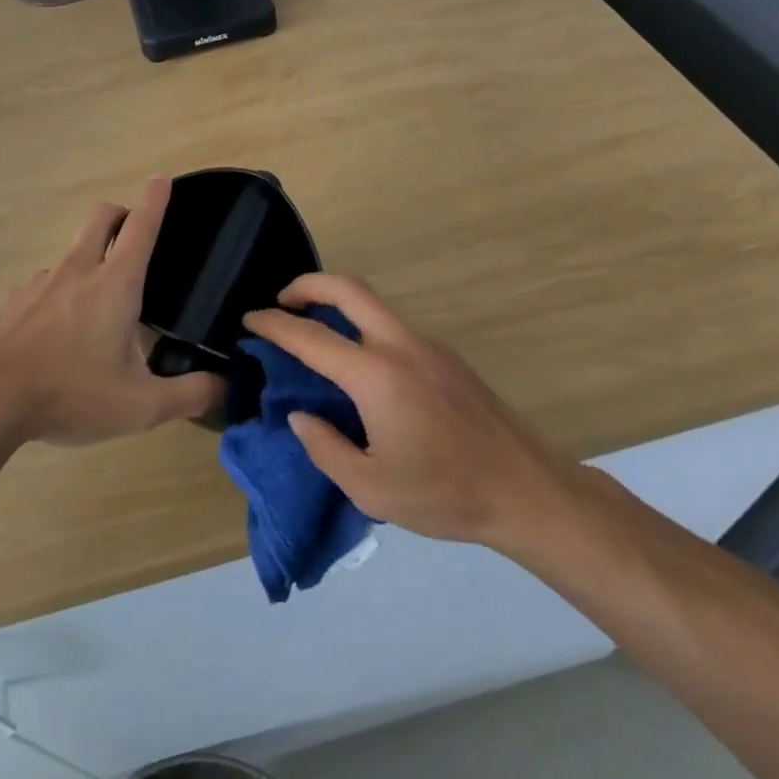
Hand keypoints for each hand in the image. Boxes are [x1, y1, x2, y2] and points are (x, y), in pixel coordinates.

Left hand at [0, 177, 224, 445]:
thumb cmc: (70, 393)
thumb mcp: (140, 406)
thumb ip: (189, 394)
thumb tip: (227, 386)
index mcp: (114, 284)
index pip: (142, 226)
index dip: (156, 199)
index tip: (162, 178)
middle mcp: (78, 270)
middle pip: (101, 216)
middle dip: (121, 212)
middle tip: (134, 235)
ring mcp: (41, 281)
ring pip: (72, 251)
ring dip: (90, 259)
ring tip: (97, 308)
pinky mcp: (14, 300)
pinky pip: (46, 283)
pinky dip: (60, 292)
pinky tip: (58, 333)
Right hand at [242, 275, 591, 564]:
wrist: (528, 491)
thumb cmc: (445, 494)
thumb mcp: (371, 488)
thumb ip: (325, 447)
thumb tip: (301, 415)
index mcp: (377, 376)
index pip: (311, 337)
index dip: (274, 324)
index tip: (249, 318)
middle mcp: (401, 346)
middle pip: (348, 288)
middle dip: (308, 284)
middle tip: (281, 302)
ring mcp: (428, 346)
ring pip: (373, 303)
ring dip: (337, 302)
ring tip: (313, 331)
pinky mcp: (446, 357)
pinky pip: (392, 325)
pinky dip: (362, 324)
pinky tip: (357, 364)